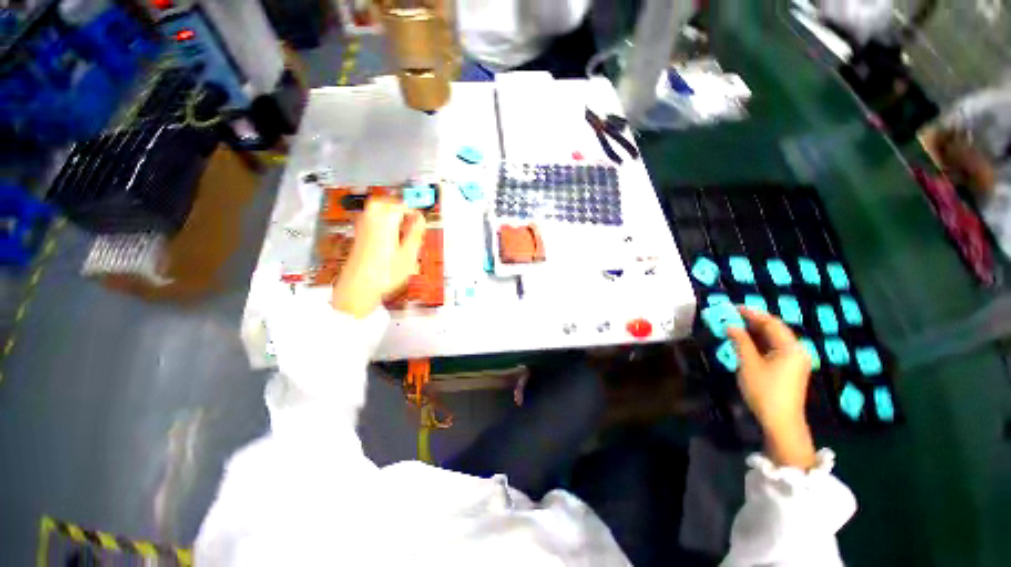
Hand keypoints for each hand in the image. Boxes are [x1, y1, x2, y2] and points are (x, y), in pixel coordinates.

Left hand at [331, 198, 425, 317]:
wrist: (358, 288)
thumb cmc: (385, 274)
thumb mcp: (408, 255)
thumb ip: (415, 234)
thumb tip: (421, 219)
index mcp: (385, 222)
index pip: (401, 206)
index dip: (414, 210)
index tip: (422, 218)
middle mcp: (371, 221)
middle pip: (383, 203)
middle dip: (398, 205)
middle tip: (410, 214)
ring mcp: (362, 228)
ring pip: (374, 210)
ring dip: (389, 212)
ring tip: (402, 223)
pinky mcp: (359, 237)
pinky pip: (370, 219)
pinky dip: (381, 220)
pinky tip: (390, 234)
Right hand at [727, 308, 816, 469]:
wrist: (781, 422)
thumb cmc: (765, 390)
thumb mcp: (748, 364)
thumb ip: (740, 341)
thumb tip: (730, 325)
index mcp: (790, 347)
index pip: (771, 323)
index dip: (751, 313)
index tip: (732, 307)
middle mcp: (796, 350)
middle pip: (774, 329)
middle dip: (752, 321)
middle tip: (731, 316)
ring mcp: (795, 361)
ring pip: (774, 339)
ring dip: (755, 332)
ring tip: (734, 327)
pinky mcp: (790, 369)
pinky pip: (774, 349)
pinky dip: (759, 343)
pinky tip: (745, 343)